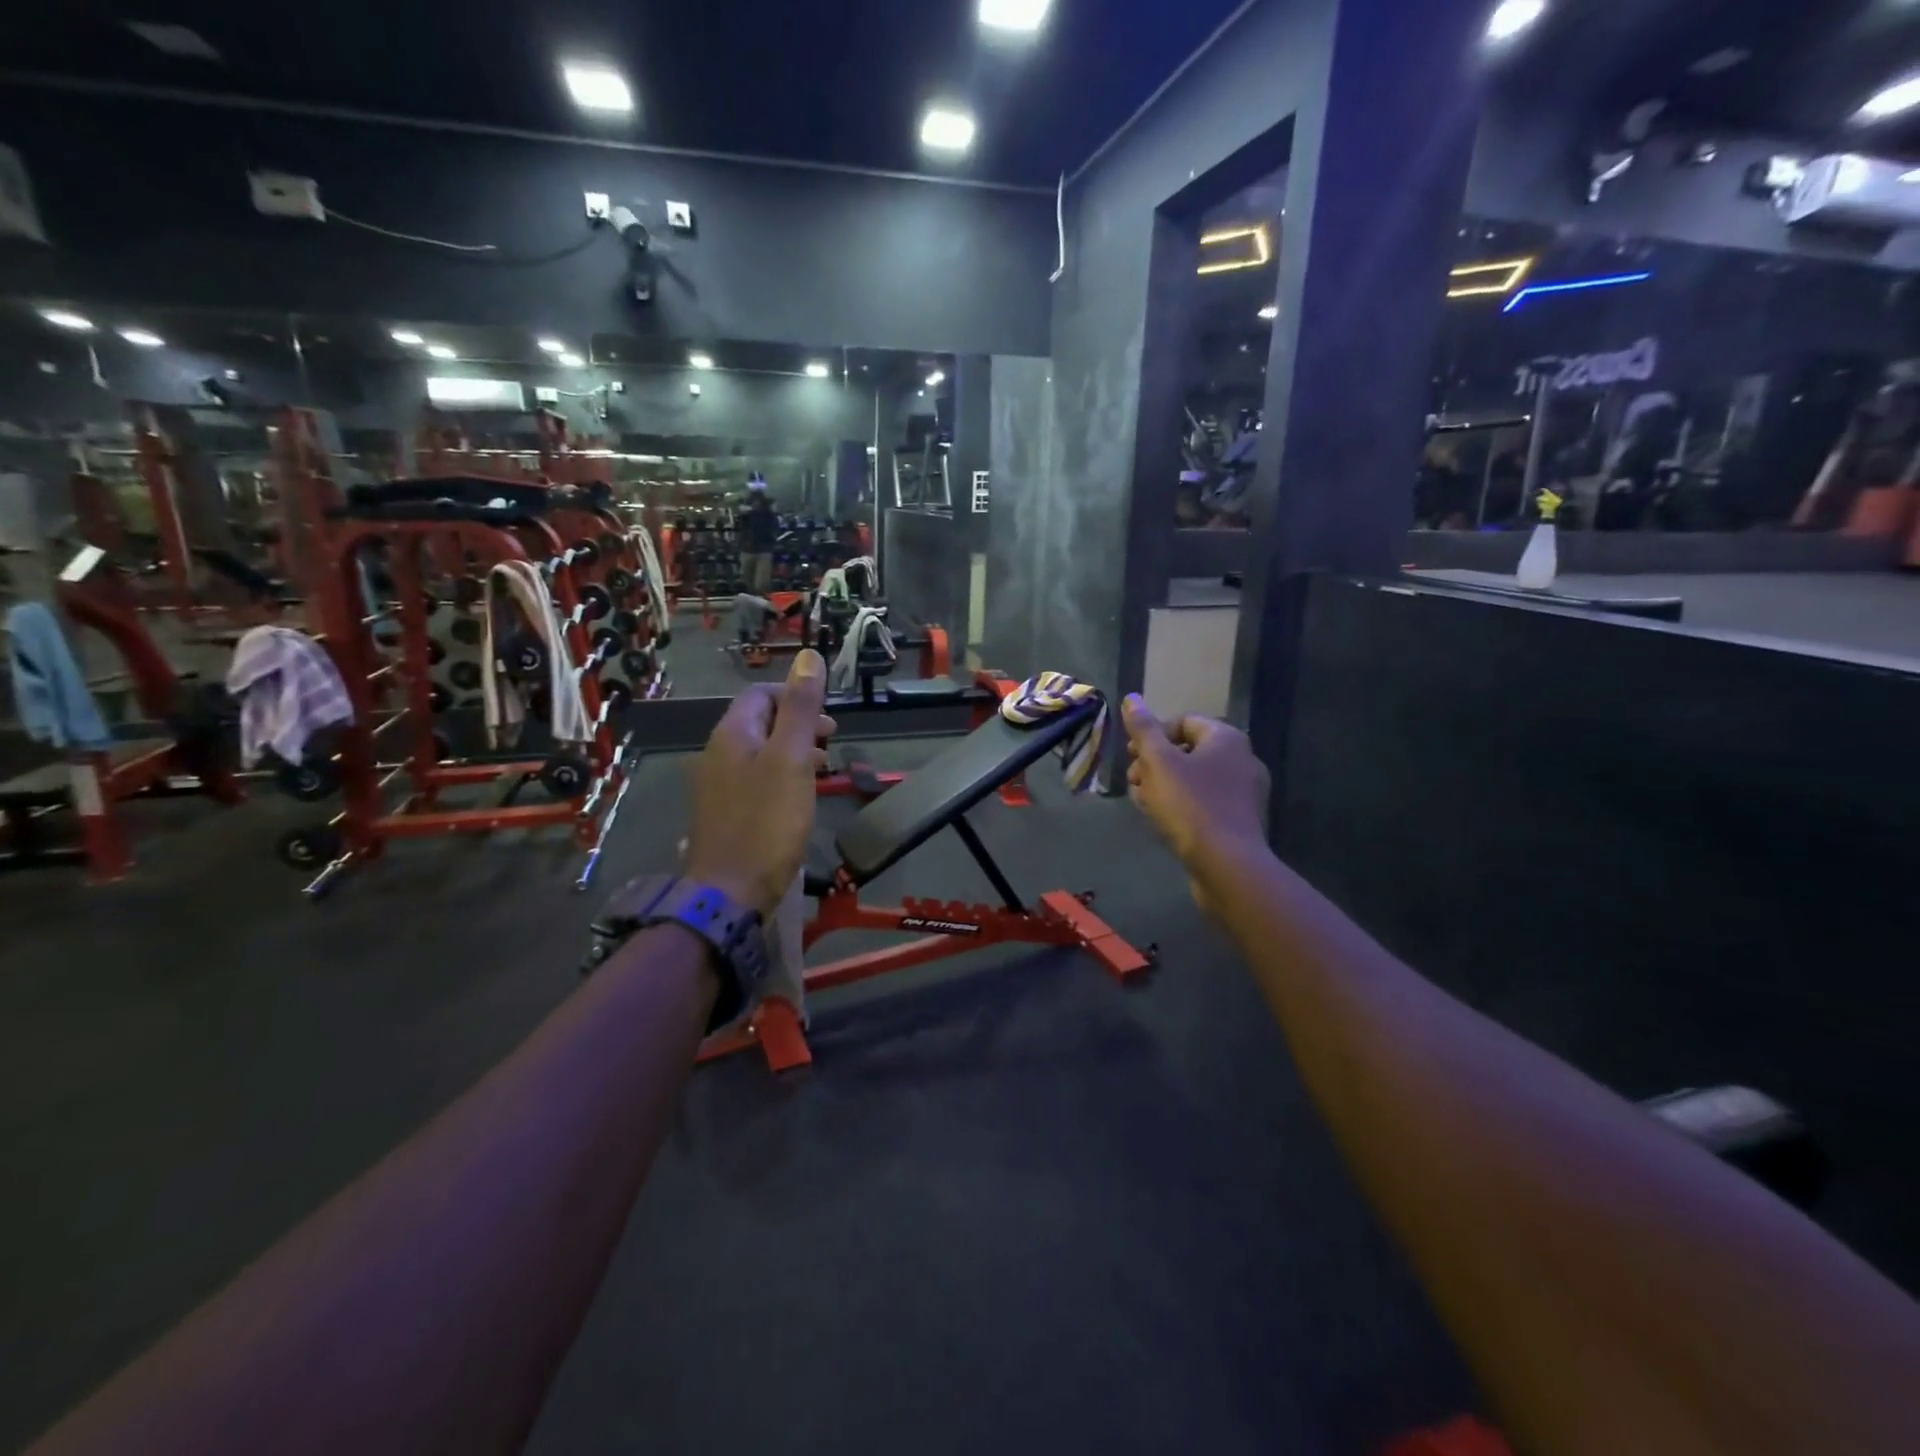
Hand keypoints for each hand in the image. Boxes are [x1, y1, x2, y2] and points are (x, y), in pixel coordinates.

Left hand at [685, 650, 834, 916]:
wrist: (730, 892)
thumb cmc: (766, 821)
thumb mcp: (790, 758)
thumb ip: (800, 708)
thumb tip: (808, 656)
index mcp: (731, 734)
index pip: (761, 694)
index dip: (795, 696)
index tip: (827, 719)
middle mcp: (717, 753)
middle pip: (759, 722)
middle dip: (796, 724)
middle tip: (830, 741)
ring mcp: (717, 785)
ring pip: (758, 752)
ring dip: (791, 751)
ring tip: (821, 768)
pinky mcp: (725, 813)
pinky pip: (755, 780)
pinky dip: (780, 777)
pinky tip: (798, 798)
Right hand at [1122, 695, 1269, 877]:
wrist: (1228, 865)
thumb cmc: (1190, 806)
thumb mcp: (1158, 763)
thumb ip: (1144, 730)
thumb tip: (1132, 698)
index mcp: (1226, 738)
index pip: (1183, 722)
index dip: (1152, 736)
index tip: (1131, 757)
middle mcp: (1243, 759)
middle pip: (1189, 750)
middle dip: (1155, 763)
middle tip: (1134, 782)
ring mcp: (1245, 792)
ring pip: (1195, 778)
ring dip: (1165, 785)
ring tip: (1144, 804)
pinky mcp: (1241, 820)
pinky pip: (1206, 802)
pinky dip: (1183, 805)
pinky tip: (1165, 822)